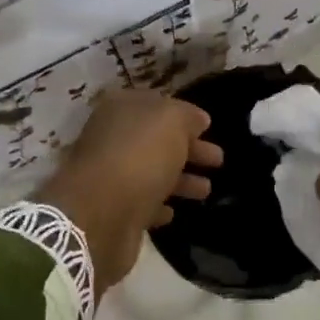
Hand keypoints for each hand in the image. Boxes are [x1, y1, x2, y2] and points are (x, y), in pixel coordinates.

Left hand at [35, 90, 223, 292]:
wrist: (100, 215)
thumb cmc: (139, 156)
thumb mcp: (171, 121)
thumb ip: (187, 116)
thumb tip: (199, 120)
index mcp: (122, 110)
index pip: (158, 105)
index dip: (184, 116)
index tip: (208, 128)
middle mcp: (113, 139)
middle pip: (157, 141)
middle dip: (189, 149)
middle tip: (218, 160)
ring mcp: (111, 176)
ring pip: (153, 173)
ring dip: (180, 180)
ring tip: (207, 189)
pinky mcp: (114, 211)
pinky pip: (143, 204)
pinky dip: (160, 206)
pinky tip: (174, 211)